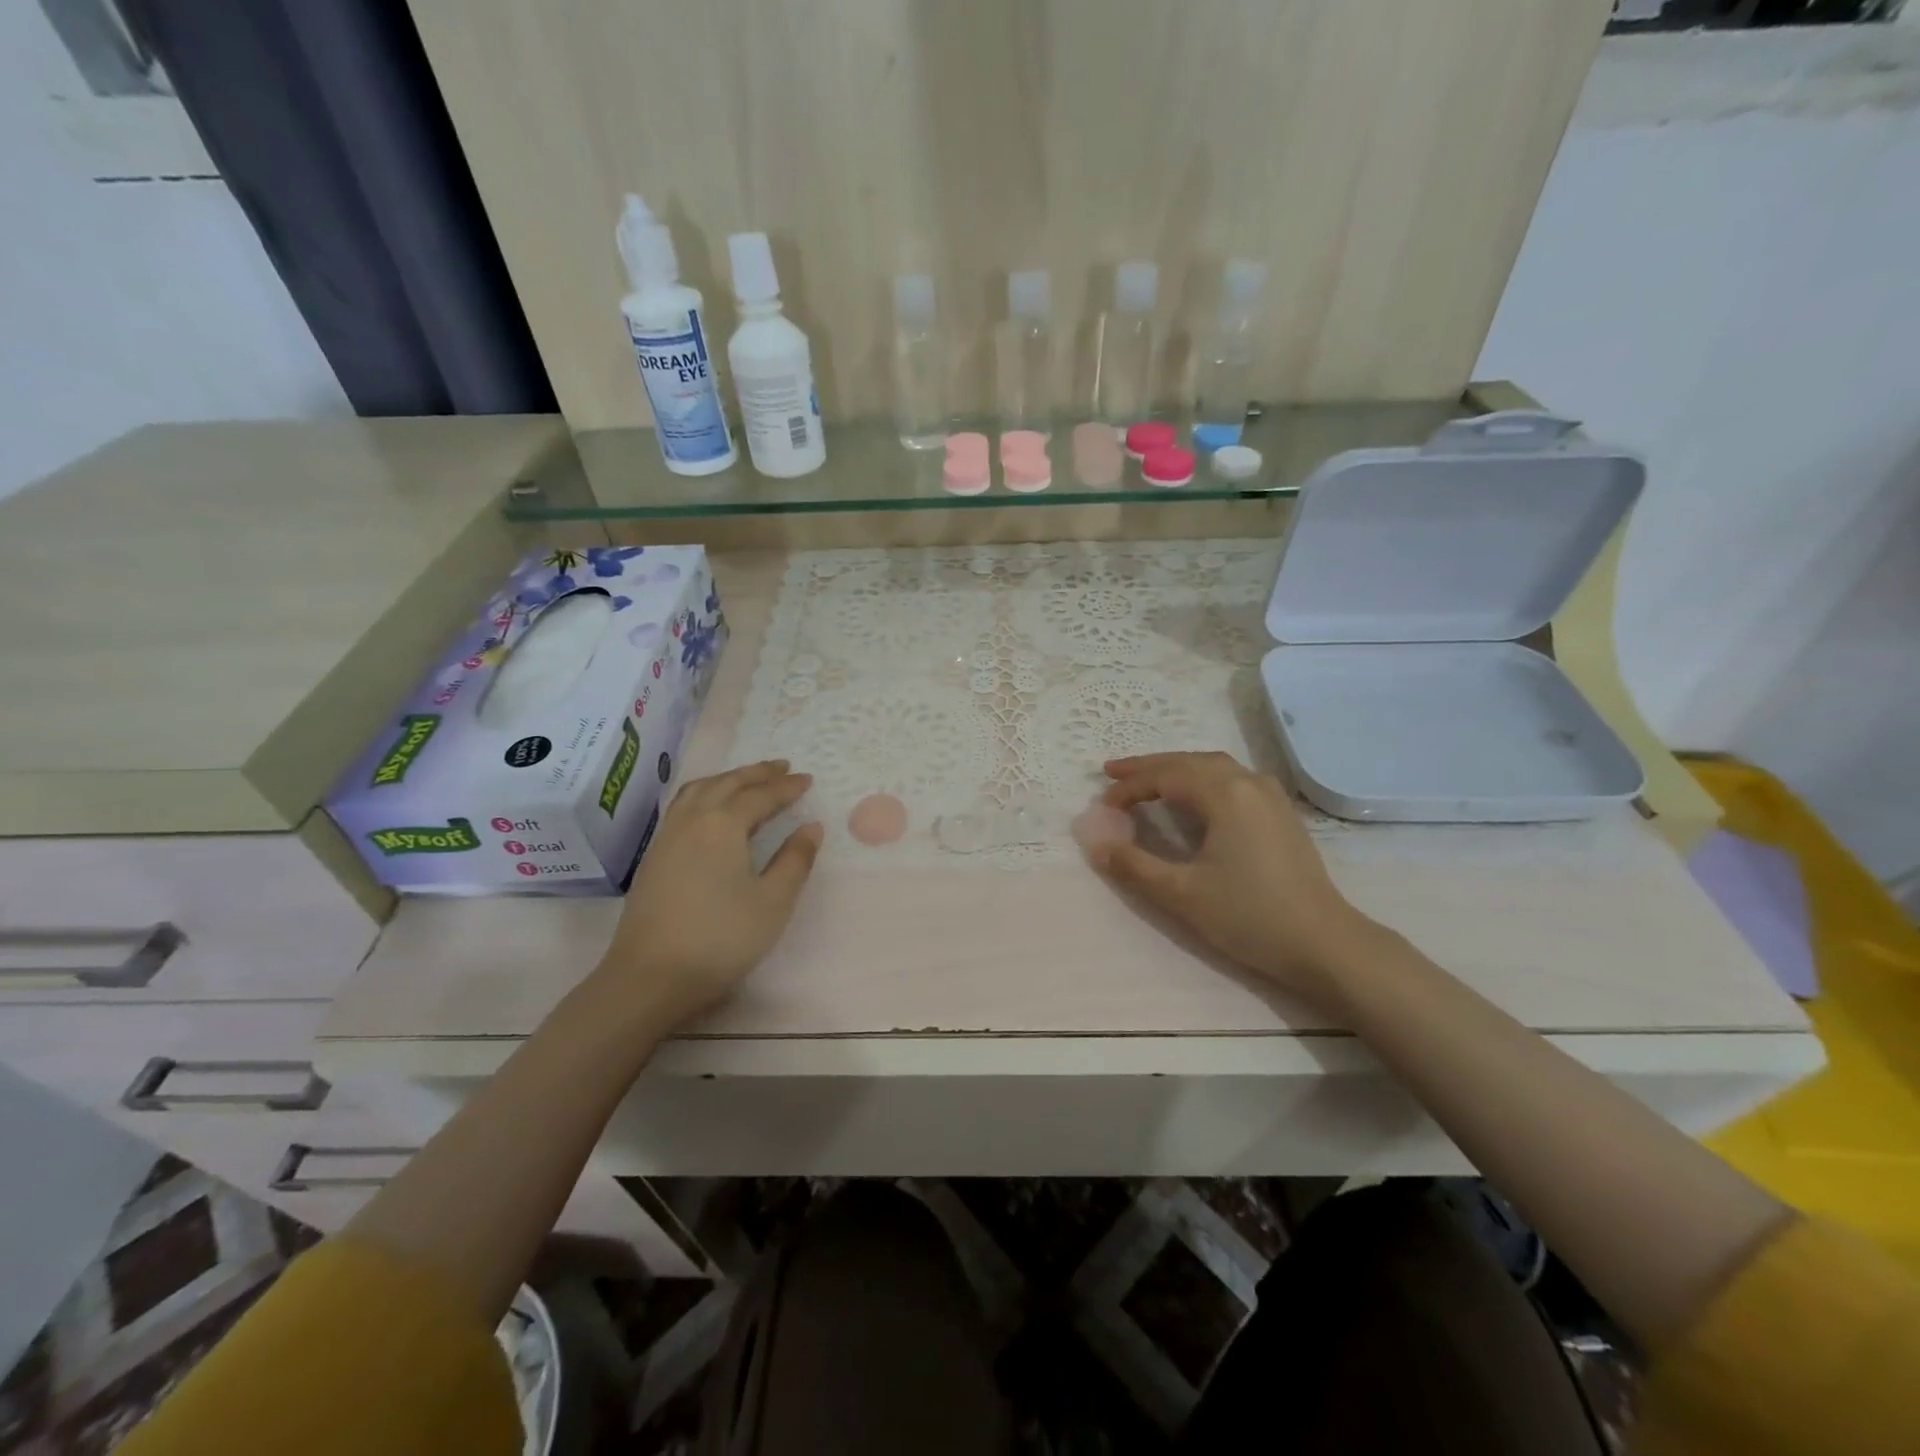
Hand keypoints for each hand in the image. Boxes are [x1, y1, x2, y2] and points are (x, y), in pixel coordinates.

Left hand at [592, 760, 821, 1029]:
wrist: (650, 976)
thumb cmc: (720, 938)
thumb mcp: (773, 901)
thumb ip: (795, 860)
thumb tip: (811, 827)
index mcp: (723, 824)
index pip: (760, 795)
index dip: (786, 787)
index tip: (808, 780)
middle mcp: (692, 820)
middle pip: (727, 784)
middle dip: (757, 773)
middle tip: (782, 767)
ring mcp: (667, 836)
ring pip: (699, 791)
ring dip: (727, 779)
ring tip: (747, 780)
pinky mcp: (654, 856)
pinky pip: (683, 806)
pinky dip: (705, 794)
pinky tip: (711, 810)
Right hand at [1092, 752, 1375, 1005]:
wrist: (1324, 944)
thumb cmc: (1250, 916)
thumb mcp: (1181, 894)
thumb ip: (1133, 865)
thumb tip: (1096, 844)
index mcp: (1225, 794)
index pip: (1165, 777)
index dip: (1129, 788)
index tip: (1102, 806)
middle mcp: (1249, 782)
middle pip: (1189, 761)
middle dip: (1148, 766)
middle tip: (1112, 773)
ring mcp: (1270, 796)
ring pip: (1213, 766)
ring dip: (1176, 769)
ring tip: (1147, 779)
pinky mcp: (1281, 814)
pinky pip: (1232, 779)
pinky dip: (1201, 778)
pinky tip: (1194, 796)